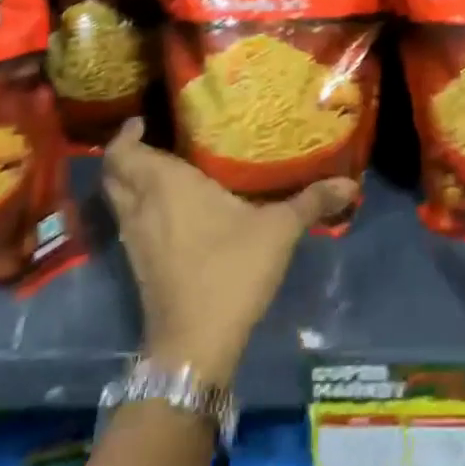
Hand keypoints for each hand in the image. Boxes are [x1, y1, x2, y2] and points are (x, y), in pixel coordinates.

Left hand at [102, 120, 356, 387]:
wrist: (195, 344)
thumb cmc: (231, 270)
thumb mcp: (279, 230)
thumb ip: (311, 202)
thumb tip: (351, 184)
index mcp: (166, 185)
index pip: (124, 152)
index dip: (125, 135)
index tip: (142, 121)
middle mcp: (142, 207)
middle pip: (113, 173)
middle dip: (125, 154)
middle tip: (152, 139)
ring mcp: (135, 240)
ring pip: (118, 200)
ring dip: (129, 182)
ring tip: (161, 169)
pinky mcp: (138, 266)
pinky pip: (128, 223)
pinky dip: (137, 208)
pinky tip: (167, 212)